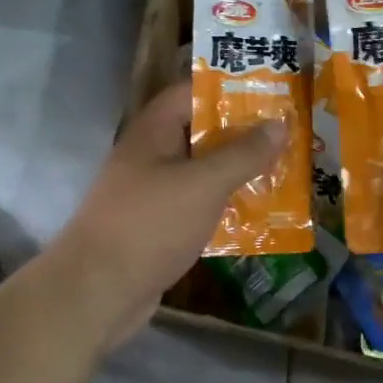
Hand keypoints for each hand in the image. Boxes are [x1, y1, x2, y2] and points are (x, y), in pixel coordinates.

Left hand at [50, 82, 285, 351]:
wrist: (96, 292)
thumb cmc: (150, 224)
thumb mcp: (204, 184)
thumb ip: (243, 153)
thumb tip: (279, 123)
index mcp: (153, 131)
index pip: (191, 93)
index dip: (228, 89)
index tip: (269, 93)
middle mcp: (150, 155)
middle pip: (199, 132)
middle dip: (241, 134)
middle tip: (287, 134)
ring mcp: (150, 192)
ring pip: (200, 171)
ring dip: (235, 172)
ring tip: (282, 171)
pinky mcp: (156, 226)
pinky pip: (196, 205)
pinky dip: (222, 206)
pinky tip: (257, 214)